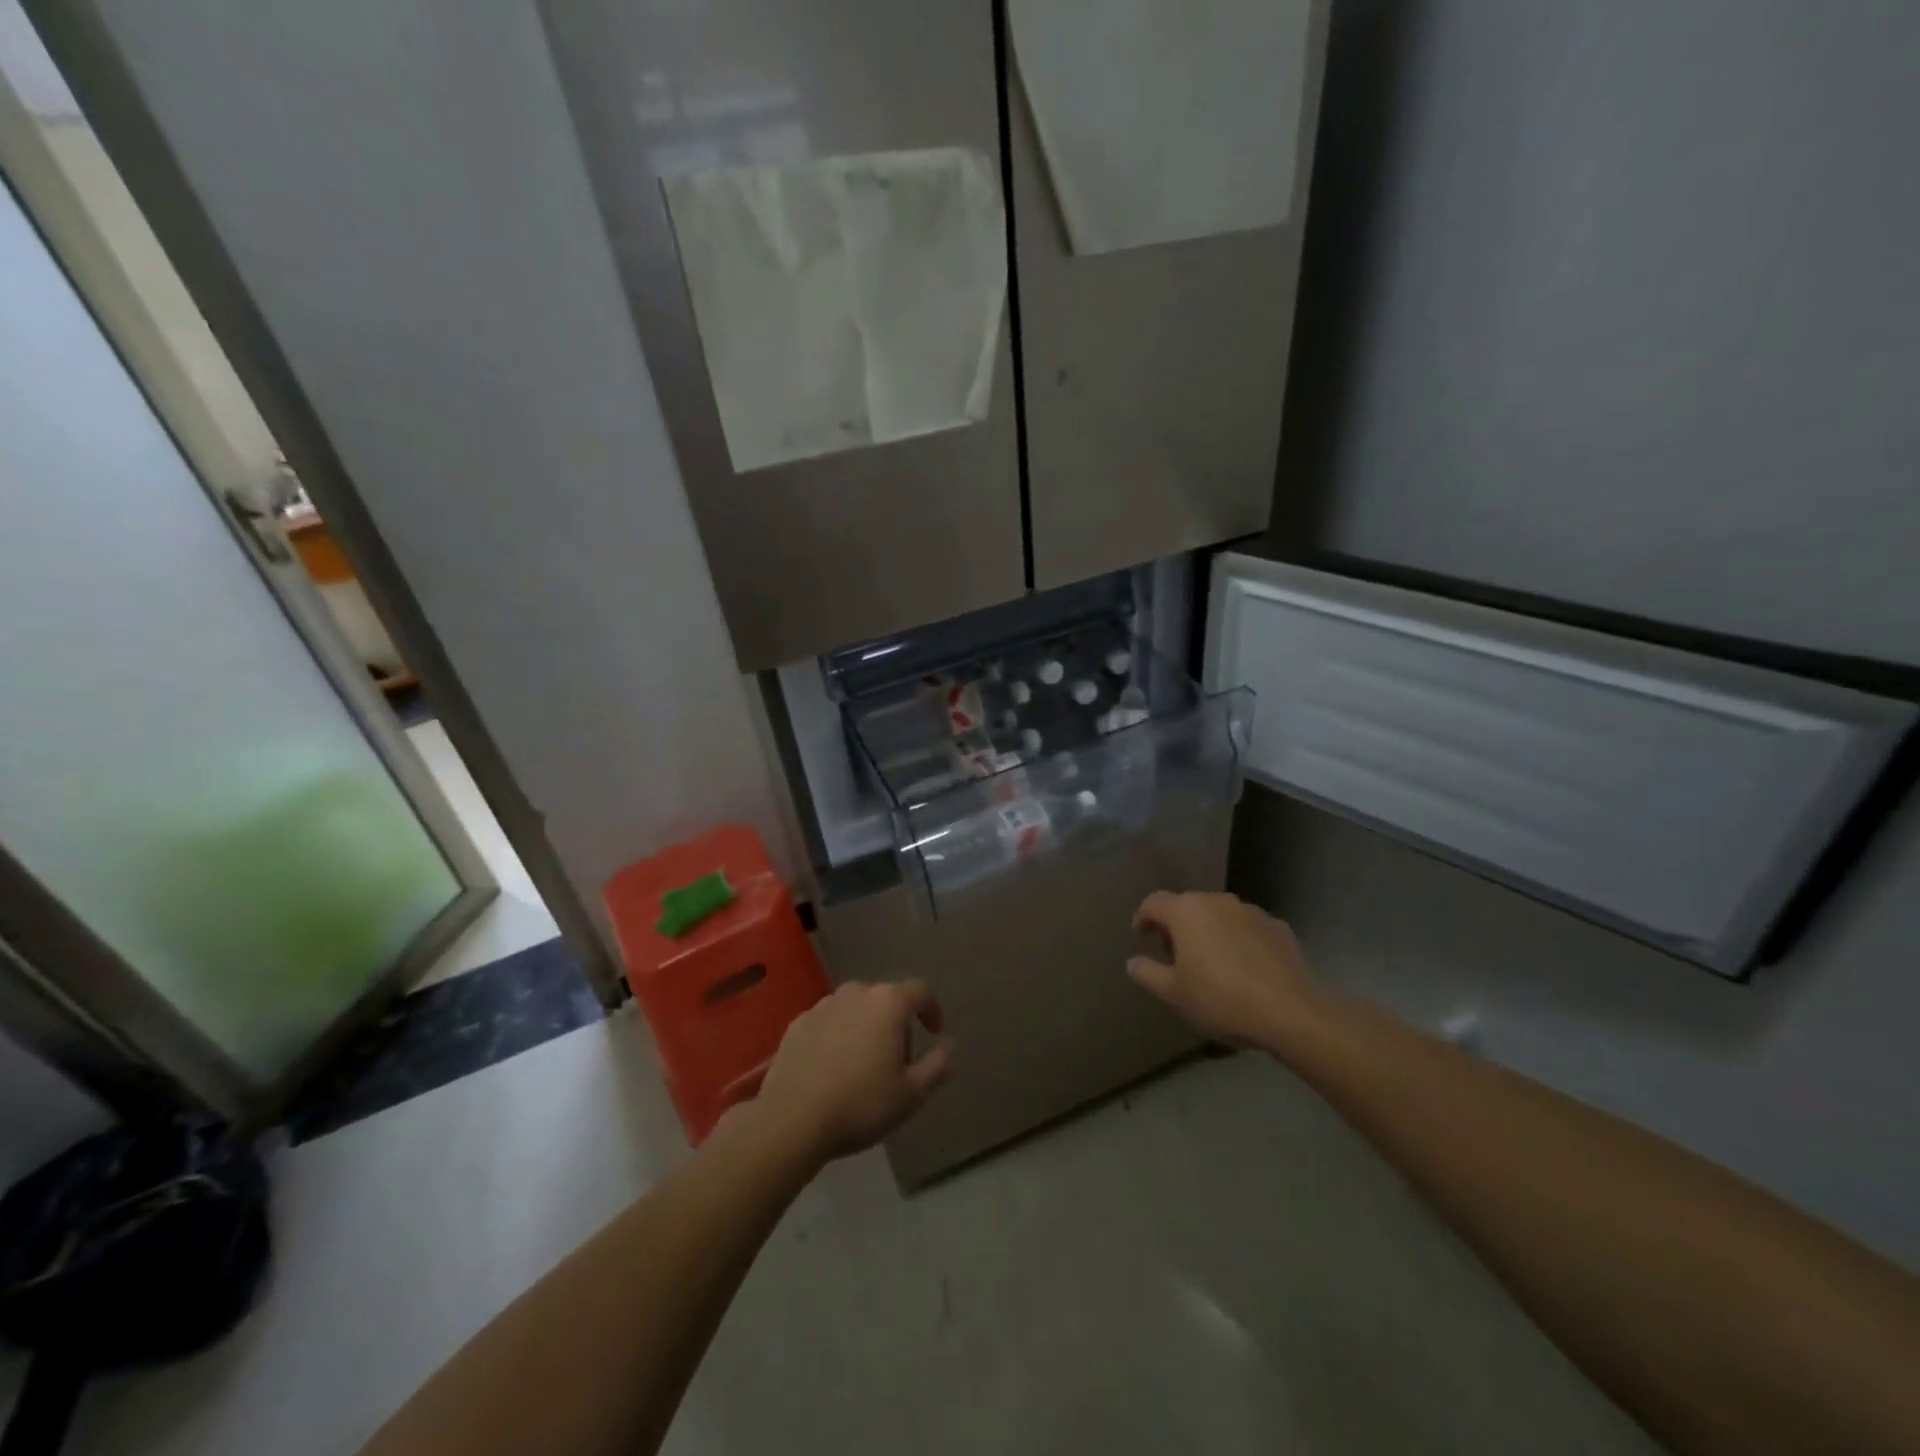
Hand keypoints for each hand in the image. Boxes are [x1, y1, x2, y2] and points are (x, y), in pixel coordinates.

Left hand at [754, 981, 952, 1165]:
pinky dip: (837, 1036)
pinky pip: (828, 1022)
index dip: (931, 1010)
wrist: (791, 1119)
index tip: (934, 1032)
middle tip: (898, 1059)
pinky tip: (833, 1067)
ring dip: (866, 1027)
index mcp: (888, 1003)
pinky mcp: (797, 1023)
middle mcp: (856, 993)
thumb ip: (937, 1066)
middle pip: (886, 999)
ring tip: (864, 1063)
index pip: (920, 991)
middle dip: (897, 1023)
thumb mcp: (912, 1094)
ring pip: (855, 1008)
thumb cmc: (860, 1105)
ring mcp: (823, 1005)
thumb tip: (948, 1046)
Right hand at [1128, 891, 1324, 1048]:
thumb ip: (1147, 973)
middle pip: (1187, 906)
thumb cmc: (1219, 998)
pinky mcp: (1278, 927)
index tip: (1142, 939)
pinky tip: (1244, 968)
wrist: (1289, 1012)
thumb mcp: (1173, 992)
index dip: (1143, 919)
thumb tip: (1133, 962)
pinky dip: (1238, 940)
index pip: (1153, 903)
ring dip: (1209, 931)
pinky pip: (1247, 928)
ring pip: (1219, 915)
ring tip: (1211, 962)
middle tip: (1175, 956)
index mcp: (1186, 911)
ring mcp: (1251, 911)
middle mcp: (1216, 901)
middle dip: (1176, 926)